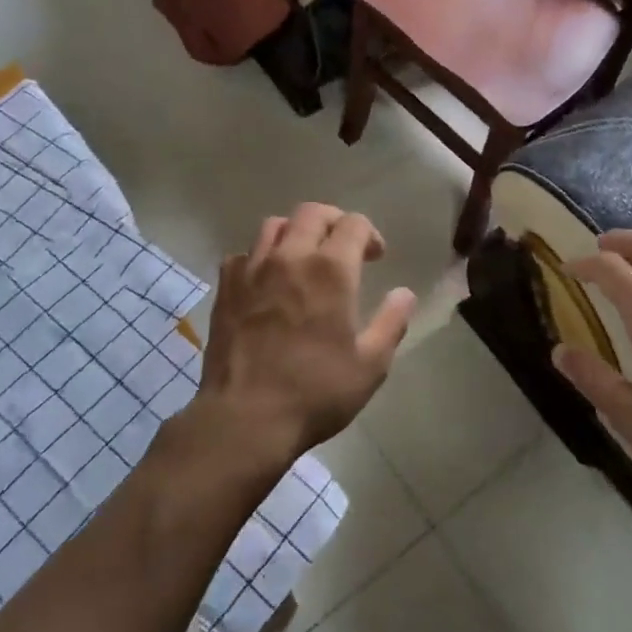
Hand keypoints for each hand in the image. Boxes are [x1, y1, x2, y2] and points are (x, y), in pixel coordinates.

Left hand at [193, 204, 416, 471]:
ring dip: (296, 232)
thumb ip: (391, 322)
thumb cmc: (315, 392)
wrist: (244, 419)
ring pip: (274, 225)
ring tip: (304, 257)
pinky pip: (243, 255)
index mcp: (331, 269)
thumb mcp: (370, 365)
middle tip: (343, 247)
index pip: (353, 224)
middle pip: (312, 213)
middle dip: (334, 222)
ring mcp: (252, 269)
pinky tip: (266, 281)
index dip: (369, 234)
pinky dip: (259, 258)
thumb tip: (405, 293)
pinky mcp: (226, 288)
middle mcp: (290, 256)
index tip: (375, 257)